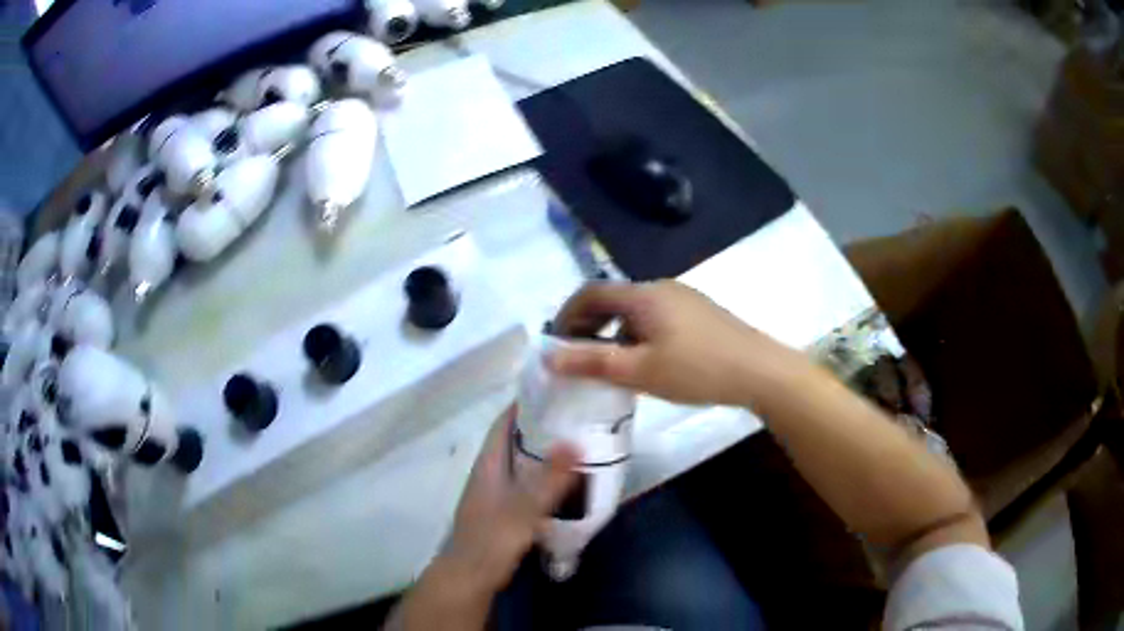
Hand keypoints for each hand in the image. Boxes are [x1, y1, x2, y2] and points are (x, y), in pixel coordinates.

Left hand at [442, 405, 578, 593]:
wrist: (471, 575)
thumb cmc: (492, 539)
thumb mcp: (522, 509)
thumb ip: (548, 479)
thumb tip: (574, 440)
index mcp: (489, 463)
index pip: (505, 422)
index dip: (526, 402)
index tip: (557, 389)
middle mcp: (491, 472)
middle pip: (516, 439)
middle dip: (544, 425)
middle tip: (579, 416)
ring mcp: (497, 492)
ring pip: (524, 462)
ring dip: (547, 452)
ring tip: (581, 443)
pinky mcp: (505, 510)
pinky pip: (528, 482)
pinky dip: (546, 476)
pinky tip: (569, 482)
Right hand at [547, 280, 804, 407]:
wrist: (759, 370)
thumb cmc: (696, 369)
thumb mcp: (640, 370)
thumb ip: (592, 362)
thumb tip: (548, 356)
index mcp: (643, 295)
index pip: (591, 292)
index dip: (567, 315)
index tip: (555, 343)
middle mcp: (661, 287)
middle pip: (613, 298)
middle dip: (589, 324)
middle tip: (577, 356)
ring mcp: (683, 298)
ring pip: (635, 310)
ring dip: (613, 331)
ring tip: (609, 363)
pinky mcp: (698, 312)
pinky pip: (655, 317)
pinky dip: (636, 333)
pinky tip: (646, 360)